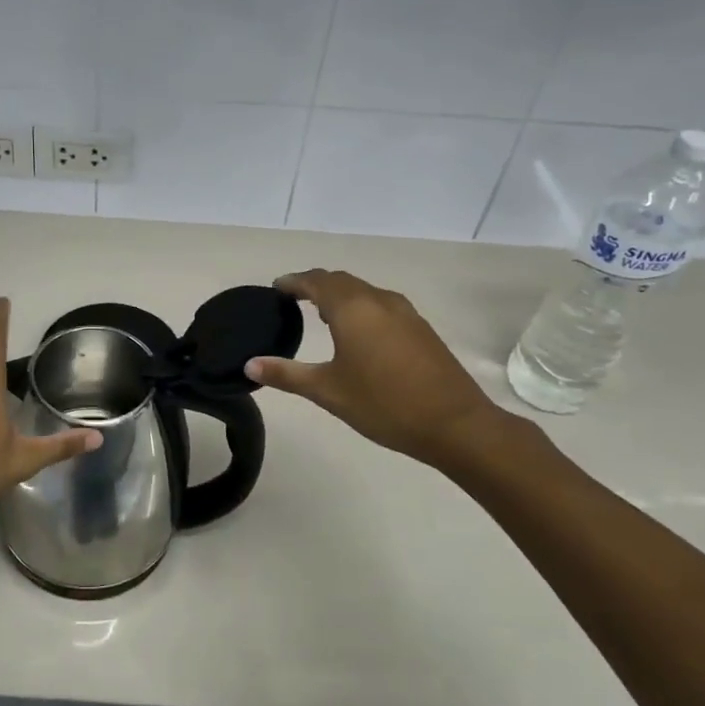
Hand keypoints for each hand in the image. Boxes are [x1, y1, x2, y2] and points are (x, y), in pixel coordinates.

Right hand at [246, 269, 511, 471]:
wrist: (455, 424)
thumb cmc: (384, 404)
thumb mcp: (328, 391)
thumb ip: (286, 374)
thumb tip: (249, 364)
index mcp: (352, 309)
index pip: (316, 281)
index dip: (293, 282)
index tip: (276, 288)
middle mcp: (378, 301)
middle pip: (341, 281)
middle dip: (316, 285)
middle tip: (293, 298)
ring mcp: (405, 313)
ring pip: (364, 291)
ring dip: (340, 295)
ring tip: (321, 314)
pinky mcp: (421, 328)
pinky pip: (381, 304)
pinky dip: (361, 307)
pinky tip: (358, 333)